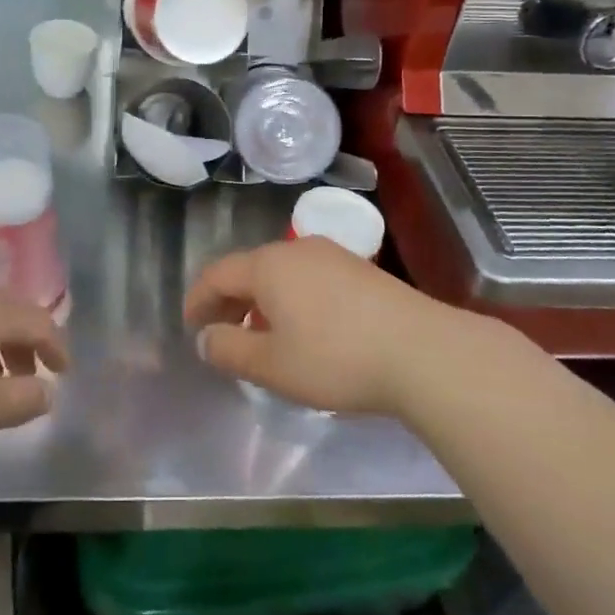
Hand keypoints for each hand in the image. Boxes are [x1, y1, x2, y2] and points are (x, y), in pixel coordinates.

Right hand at [185, 239, 480, 415]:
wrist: (423, 351)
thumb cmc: (336, 358)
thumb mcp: (272, 365)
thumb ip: (229, 350)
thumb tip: (206, 337)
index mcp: (267, 265)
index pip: (217, 274)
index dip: (198, 299)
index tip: (190, 327)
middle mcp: (296, 249)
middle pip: (249, 270)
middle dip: (229, 302)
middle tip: (222, 335)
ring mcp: (332, 255)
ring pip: (281, 273)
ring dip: (261, 302)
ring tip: (263, 337)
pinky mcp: (360, 270)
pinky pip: (308, 278)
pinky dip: (291, 300)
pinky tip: (305, 330)